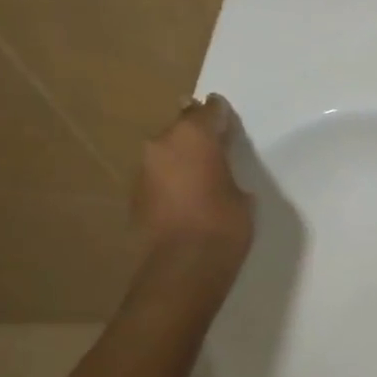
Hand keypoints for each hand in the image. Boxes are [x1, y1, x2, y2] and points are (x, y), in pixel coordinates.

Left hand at [134, 95, 254, 278]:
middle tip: (215, 146)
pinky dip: (171, 180)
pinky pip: (158, 176)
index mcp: (194, 136)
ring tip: (201, 174)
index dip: (220, 114)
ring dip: (181, 158)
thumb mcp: (242, 194)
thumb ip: (227, 171)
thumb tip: (217, 171)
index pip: (208, 110)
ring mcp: (143, 169)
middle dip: (197, 134)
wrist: (184, 266)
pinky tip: (186, 197)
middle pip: (182, 128)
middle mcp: (162, 144)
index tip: (228, 119)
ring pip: (166, 152)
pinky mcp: (135, 194)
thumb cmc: (224, 224)